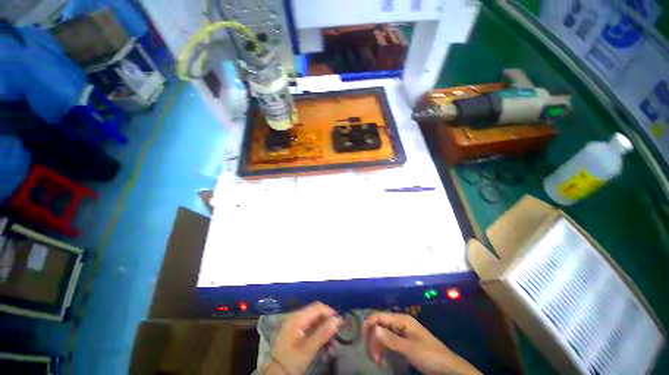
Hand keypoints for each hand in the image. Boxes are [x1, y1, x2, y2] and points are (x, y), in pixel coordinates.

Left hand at [266, 302, 342, 374]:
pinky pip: (310, 328)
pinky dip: (319, 334)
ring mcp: (295, 324)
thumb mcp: (308, 349)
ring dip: (324, 330)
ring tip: (332, 343)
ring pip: (315, 321)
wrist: (276, 374)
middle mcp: (296, 317)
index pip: (317, 307)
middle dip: (328, 322)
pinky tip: (325, 344)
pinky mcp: (295, 332)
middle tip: (337, 333)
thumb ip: (323, 333)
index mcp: (297, 318)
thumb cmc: (291, 361)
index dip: (329, 312)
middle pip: (316, 313)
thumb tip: (338, 320)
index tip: (339, 322)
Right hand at [363, 312, 480, 374]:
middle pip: (379, 325)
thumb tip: (373, 328)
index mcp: (401, 319)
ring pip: (382, 334)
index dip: (368, 324)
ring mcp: (401, 332)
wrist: (447, 367)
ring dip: (377, 346)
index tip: (361, 338)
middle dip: (373, 339)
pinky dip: (383, 349)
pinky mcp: (403, 341)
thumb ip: (390, 338)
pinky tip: (382, 359)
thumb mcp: (409, 348)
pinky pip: (388, 341)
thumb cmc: (429, 355)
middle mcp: (399, 322)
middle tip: (373, 357)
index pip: (379, 316)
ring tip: (378, 361)